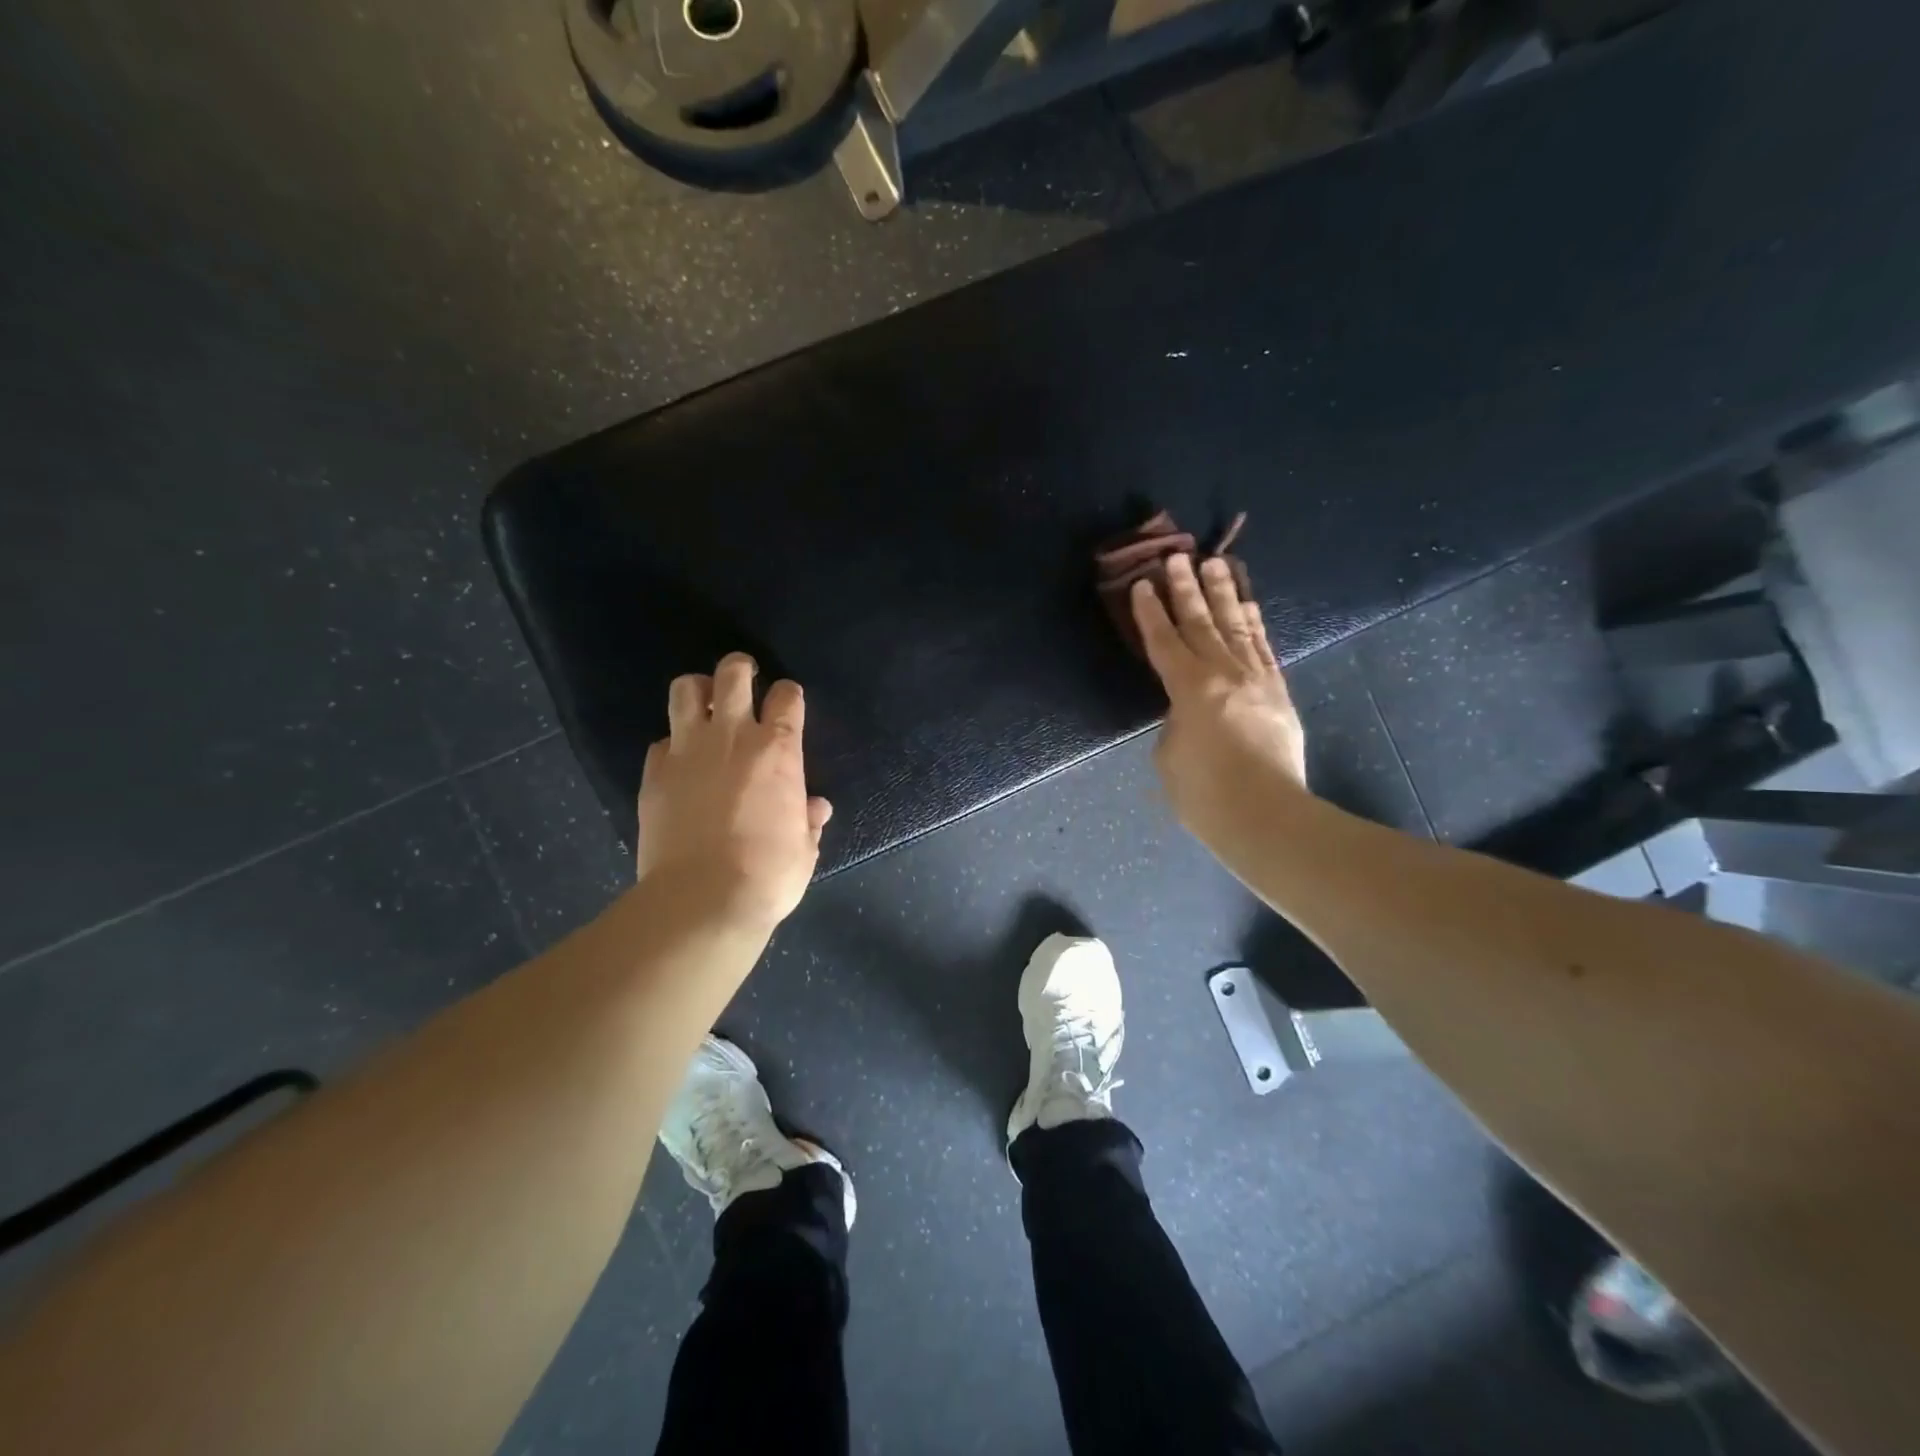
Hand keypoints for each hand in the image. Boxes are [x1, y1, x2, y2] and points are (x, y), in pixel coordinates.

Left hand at [636, 653, 832, 931]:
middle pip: (733, 673)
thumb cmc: (768, 874)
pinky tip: (680, 764)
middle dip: (740, 668)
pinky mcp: (654, 772)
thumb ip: (808, 820)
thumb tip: (815, 808)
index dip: (789, 696)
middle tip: (744, 680)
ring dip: (698, 691)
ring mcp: (687, 750)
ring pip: (685, 689)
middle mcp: (732, 735)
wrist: (701, 899)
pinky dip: (673, 745)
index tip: (787, 706)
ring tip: (704, 707)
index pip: (787, 696)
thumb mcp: (804, 849)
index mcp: (778, 749)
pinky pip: (661, 741)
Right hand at [1131, 555, 1307, 836]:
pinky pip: (1264, 648)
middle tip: (1177, 556)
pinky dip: (1254, 623)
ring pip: (1236, 627)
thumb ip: (1174, 723)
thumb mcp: (1169, 756)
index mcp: (1189, 689)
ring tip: (1215, 564)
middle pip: (1201, 623)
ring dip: (1223, 594)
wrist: (1268, 818)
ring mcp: (1256, 680)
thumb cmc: (1205, 795)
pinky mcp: (1278, 693)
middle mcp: (1224, 674)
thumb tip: (1186, 711)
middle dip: (1186, 589)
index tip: (1143, 583)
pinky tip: (1248, 605)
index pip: (1164, 642)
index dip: (1150, 613)